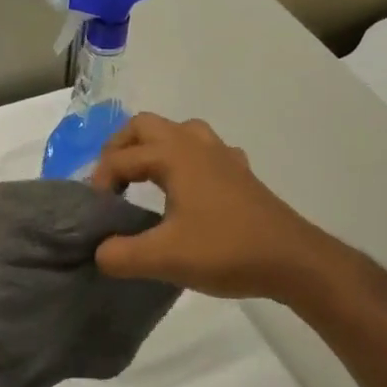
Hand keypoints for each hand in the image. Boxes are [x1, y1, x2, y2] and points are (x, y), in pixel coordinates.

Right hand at [91, 114, 327, 300]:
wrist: (292, 260)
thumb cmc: (225, 250)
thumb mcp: (163, 259)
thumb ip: (120, 255)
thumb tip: (99, 252)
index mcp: (175, 155)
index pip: (121, 157)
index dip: (99, 182)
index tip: (95, 213)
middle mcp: (197, 145)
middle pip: (146, 127)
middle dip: (120, 149)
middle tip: (110, 184)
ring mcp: (223, 157)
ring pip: (178, 132)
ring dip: (153, 149)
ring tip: (143, 181)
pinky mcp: (240, 175)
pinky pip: (204, 152)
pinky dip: (185, 162)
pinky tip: (186, 191)